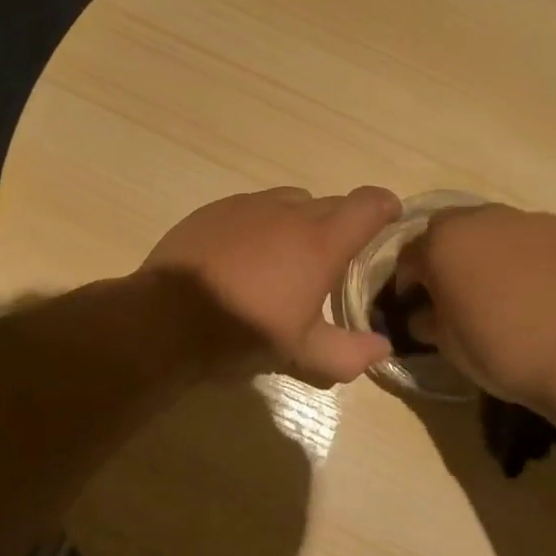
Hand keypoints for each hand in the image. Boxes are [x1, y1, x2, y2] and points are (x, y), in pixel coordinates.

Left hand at [144, 186, 402, 385]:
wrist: (167, 319)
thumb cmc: (245, 332)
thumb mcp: (302, 352)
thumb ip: (350, 353)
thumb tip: (383, 349)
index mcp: (321, 241)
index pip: (369, 204)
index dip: (385, 207)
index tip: (389, 220)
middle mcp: (290, 211)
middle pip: (331, 204)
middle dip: (340, 225)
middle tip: (332, 261)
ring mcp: (249, 206)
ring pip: (290, 202)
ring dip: (299, 223)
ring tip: (285, 259)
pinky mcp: (215, 209)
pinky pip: (251, 208)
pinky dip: (260, 225)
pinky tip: (243, 257)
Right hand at [394, 204, 555, 410]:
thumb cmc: (506, 351)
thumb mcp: (451, 347)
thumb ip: (430, 322)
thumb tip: (424, 315)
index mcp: (445, 242)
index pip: (411, 254)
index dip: (410, 280)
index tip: (417, 305)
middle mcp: (486, 218)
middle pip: (455, 230)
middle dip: (451, 256)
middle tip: (461, 293)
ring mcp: (535, 221)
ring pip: (501, 231)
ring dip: (495, 254)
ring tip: (511, 293)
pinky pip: (543, 243)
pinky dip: (537, 261)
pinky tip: (551, 295)